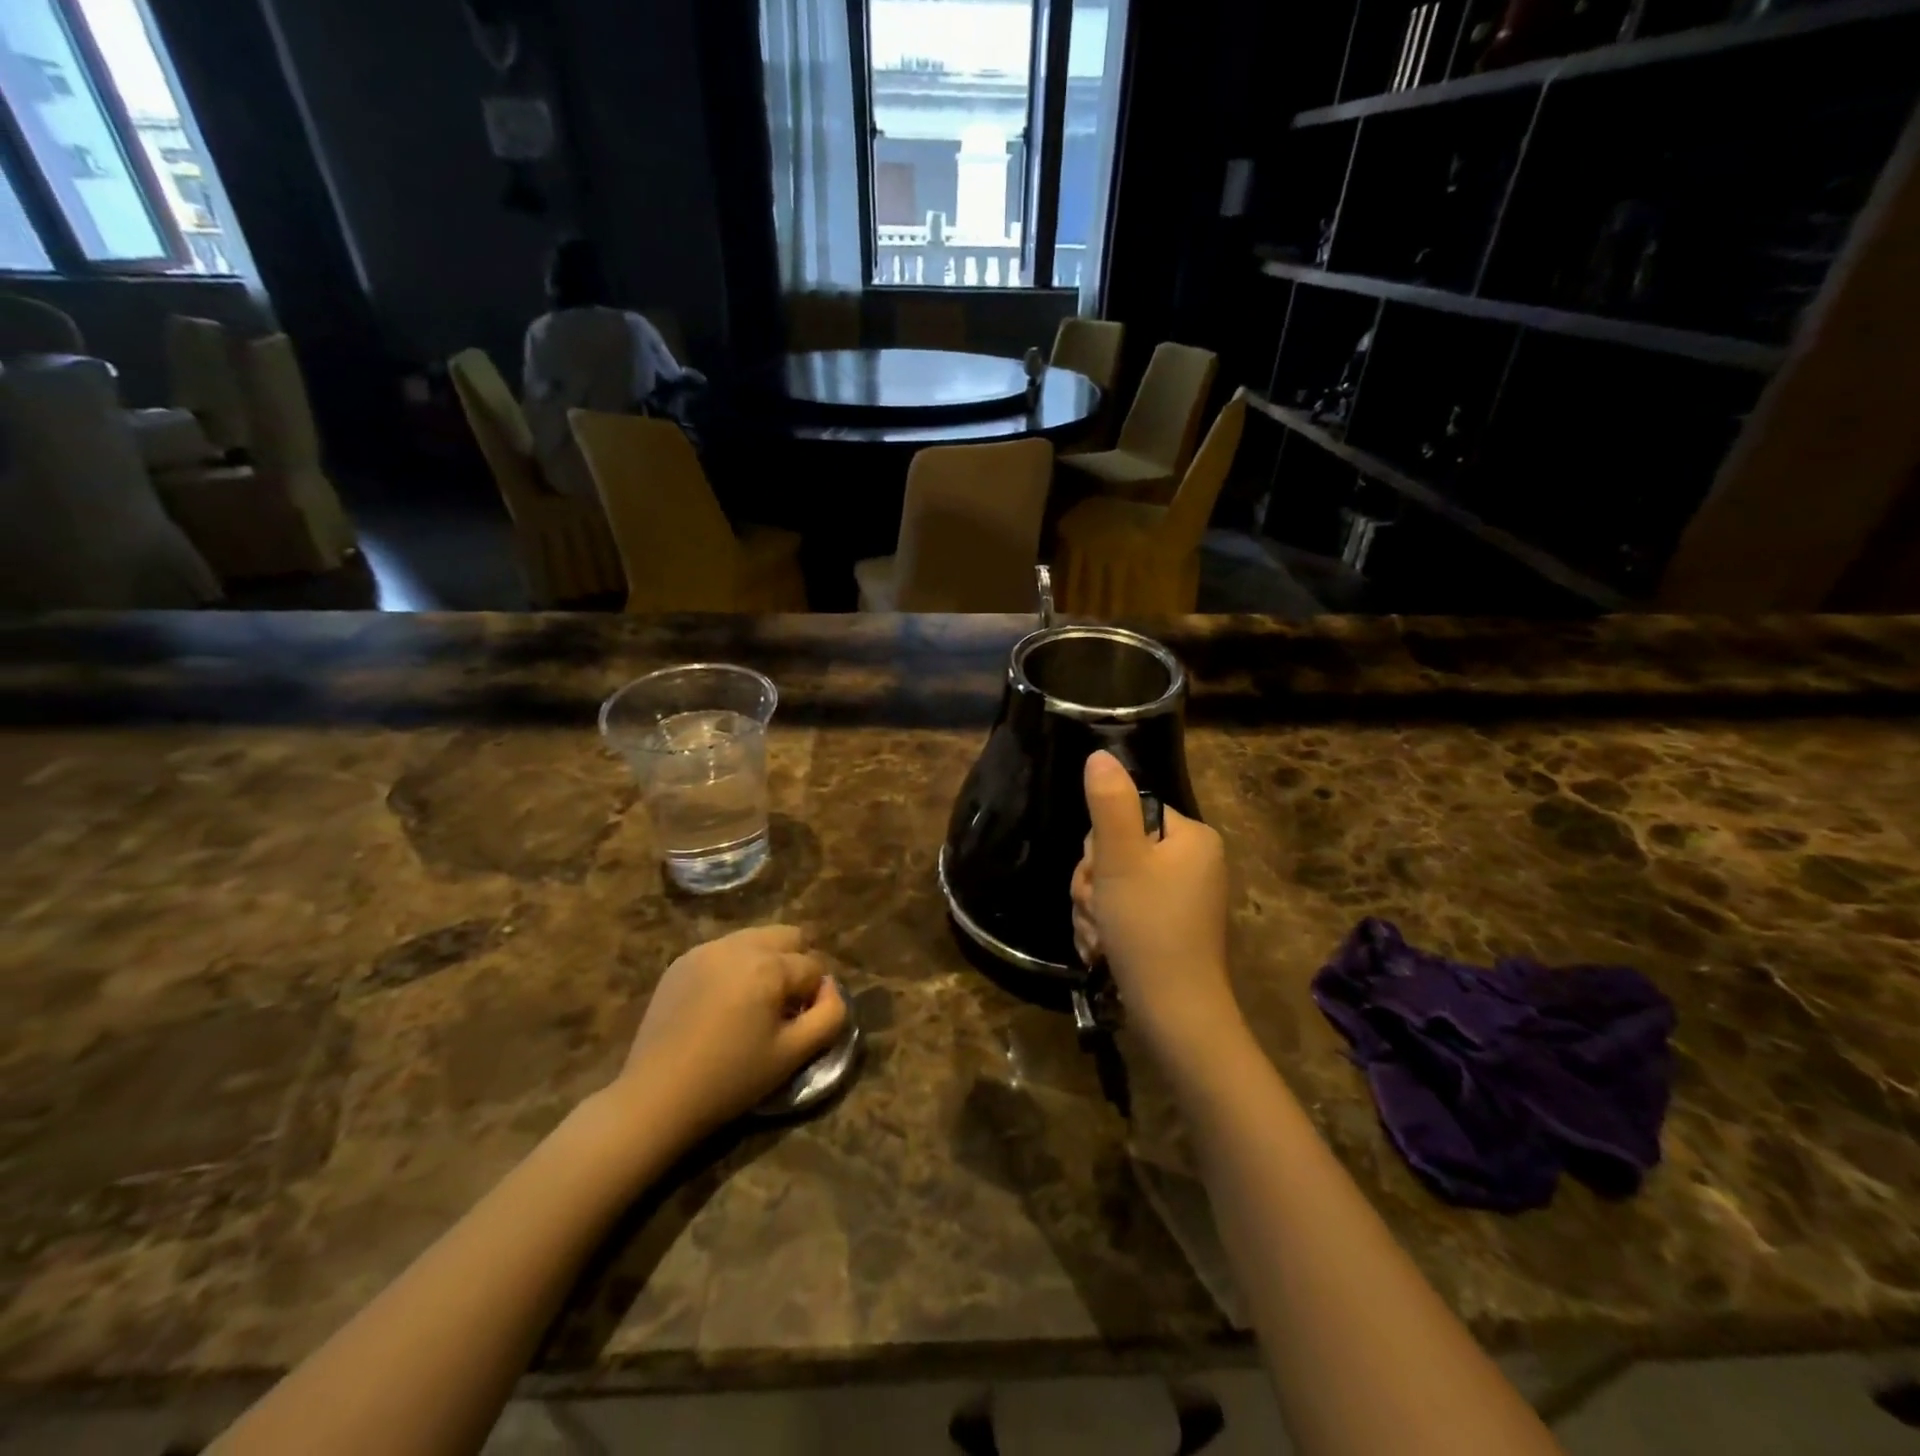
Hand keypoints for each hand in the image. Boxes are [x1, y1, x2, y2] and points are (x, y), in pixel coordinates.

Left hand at [614, 926, 846, 1144]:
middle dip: (796, 964)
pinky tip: (721, 1004)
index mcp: (769, 965)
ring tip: (753, 1003)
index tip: (799, 1025)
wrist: (656, 1096)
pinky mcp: (682, 960)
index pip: (814, 966)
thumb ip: (830, 1015)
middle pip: (789, 936)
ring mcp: (707, 949)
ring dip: (767, 962)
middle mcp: (739, 945)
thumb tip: (830, 988)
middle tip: (782, 1005)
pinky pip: (725, 950)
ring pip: (757, 938)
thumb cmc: (730, 1079)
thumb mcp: (794, 1054)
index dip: (814, 997)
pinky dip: (735, 967)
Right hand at [1071, 751, 1241, 1070]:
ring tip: (1101, 938)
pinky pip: (1124, 911)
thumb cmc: (1148, 929)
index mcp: (1191, 837)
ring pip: (1113, 883)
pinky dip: (1107, 929)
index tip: (1101, 877)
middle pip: (1117, 850)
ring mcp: (1182, 897)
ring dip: (1094, 910)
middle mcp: (1192, 862)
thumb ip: (1109, 804)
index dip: (1101, 847)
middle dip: (1095, 884)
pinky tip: (1105, 950)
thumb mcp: (1121, 860)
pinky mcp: (1169, 927)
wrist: (1174, 1015)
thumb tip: (1100, 754)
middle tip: (1099, 911)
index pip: (1126, 815)